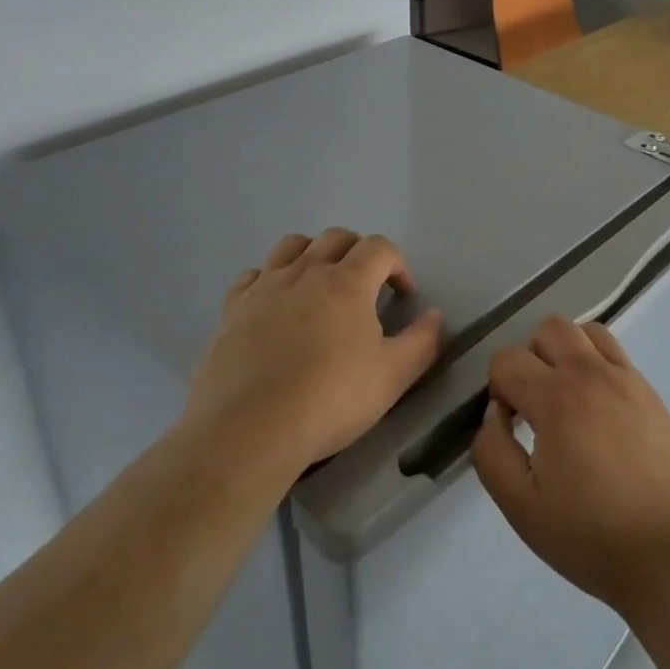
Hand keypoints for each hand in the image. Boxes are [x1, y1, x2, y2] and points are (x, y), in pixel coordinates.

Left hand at [185, 229, 444, 482]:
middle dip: (358, 252)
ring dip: (313, 253)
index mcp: (348, 282)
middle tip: (365, 286)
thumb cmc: (329, 400)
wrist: (249, 431)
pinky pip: (253, 275)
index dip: (397, 264)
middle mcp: (306, 272)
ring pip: (292, 245)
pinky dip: (270, 278)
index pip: (380, 247)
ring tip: (320, 284)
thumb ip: (423, 342)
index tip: (403, 294)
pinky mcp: (233, 309)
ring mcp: (265, 287)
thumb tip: (436, 316)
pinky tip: (275, 305)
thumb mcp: (393, 377)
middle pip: (336, 237)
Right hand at [471, 316, 669, 616]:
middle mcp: (593, 373)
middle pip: (550, 328)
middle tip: (536, 405)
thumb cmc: (592, 536)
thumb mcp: (522, 507)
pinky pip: (618, 357)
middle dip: (531, 357)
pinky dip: (599, 368)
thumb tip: (493, 413)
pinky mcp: (653, 394)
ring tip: (568, 399)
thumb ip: (492, 452)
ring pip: (588, 332)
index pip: (508, 359)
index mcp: (557, 398)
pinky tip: (602, 415)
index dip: (498, 389)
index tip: (510, 426)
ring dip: (568, 353)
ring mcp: (629, 379)